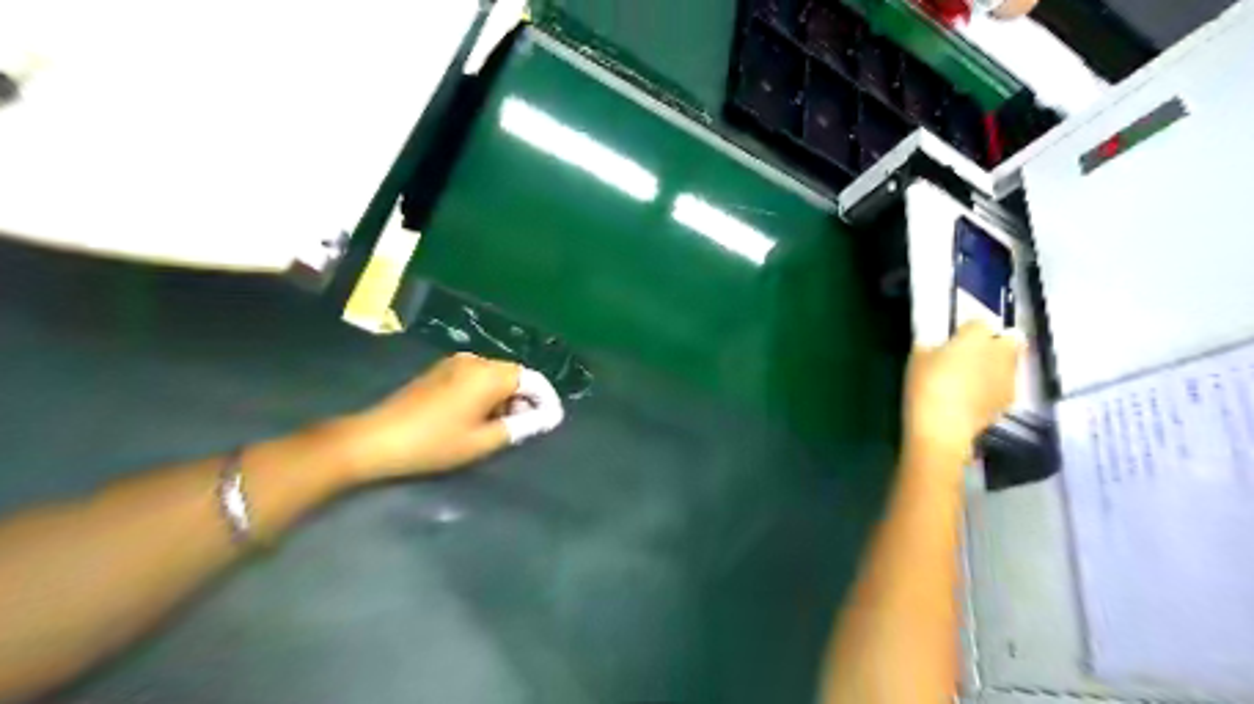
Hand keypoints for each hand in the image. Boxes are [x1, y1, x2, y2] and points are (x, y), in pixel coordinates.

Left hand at [335, 353, 565, 482]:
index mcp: (488, 375)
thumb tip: (547, 419)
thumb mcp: (482, 441)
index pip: (532, 379)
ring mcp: (454, 363)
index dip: (546, 400)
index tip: (552, 422)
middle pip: (513, 375)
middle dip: (525, 399)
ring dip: (506, 398)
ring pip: (494, 376)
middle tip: (526, 428)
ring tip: (502, 427)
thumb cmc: (434, 443)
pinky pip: (476, 377)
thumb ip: (520, 427)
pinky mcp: (440, 371)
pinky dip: (486, 394)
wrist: (376, 439)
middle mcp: (475, 360)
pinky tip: (479, 417)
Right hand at [906, 323, 1021, 462]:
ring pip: (1009, 362)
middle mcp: (1000, 351)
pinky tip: (975, 398)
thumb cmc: (926, 385)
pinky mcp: (1009, 400)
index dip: (966, 331)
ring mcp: (1008, 376)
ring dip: (997, 365)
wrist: (943, 427)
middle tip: (973, 355)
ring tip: (973, 379)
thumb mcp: (917, 359)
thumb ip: (931, 346)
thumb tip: (938, 345)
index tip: (954, 340)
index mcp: (976, 336)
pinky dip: (994, 388)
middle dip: (996, 343)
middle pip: (1009, 338)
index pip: (978, 322)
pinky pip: (1004, 385)